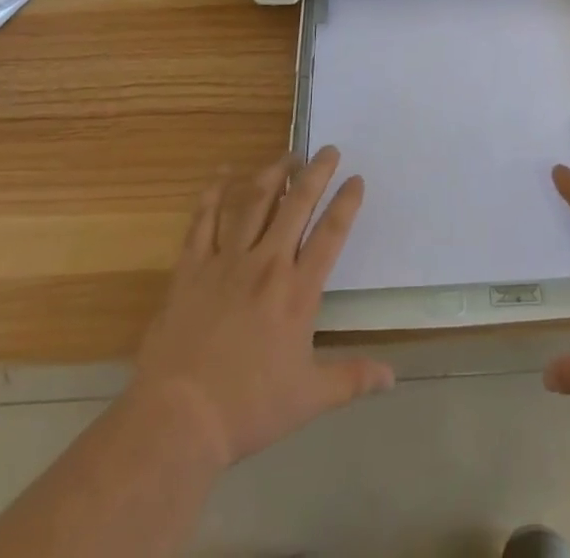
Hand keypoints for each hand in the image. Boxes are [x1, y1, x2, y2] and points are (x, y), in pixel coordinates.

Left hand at [129, 147, 393, 466]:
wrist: (177, 420)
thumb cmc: (247, 409)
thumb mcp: (308, 398)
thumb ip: (351, 379)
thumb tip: (392, 377)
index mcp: (297, 291)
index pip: (330, 234)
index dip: (346, 202)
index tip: (356, 179)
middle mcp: (266, 264)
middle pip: (296, 204)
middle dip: (315, 172)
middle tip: (328, 150)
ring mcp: (226, 261)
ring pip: (253, 202)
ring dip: (273, 174)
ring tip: (287, 156)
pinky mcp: (191, 268)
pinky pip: (203, 221)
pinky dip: (213, 193)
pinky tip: (223, 173)